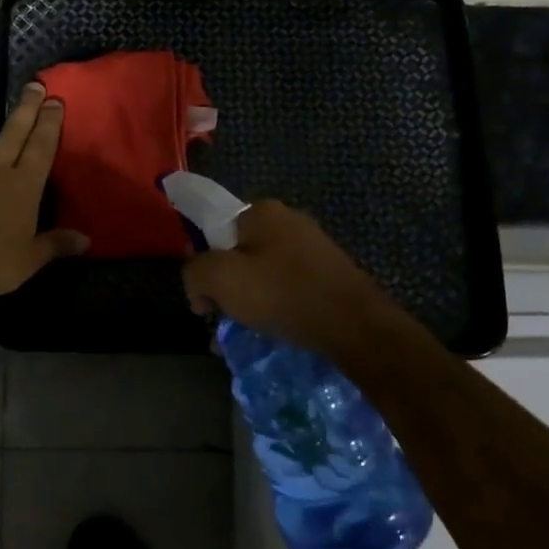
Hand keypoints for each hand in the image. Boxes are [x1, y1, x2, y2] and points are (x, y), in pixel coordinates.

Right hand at [182, 201, 405, 359]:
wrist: (354, 326)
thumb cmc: (281, 293)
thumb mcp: (219, 278)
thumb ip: (194, 272)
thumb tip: (199, 287)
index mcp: (261, 211)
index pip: (214, 227)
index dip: (201, 260)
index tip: (202, 295)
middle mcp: (289, 221)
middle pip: (238, 253)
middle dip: (224, 287)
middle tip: (220, 318)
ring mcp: (312, 248)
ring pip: (262, 275)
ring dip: (247, 303)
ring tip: (241, 336)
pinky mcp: (329, 276)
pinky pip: (287, 289)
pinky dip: (273, 309)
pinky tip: (269, 335)